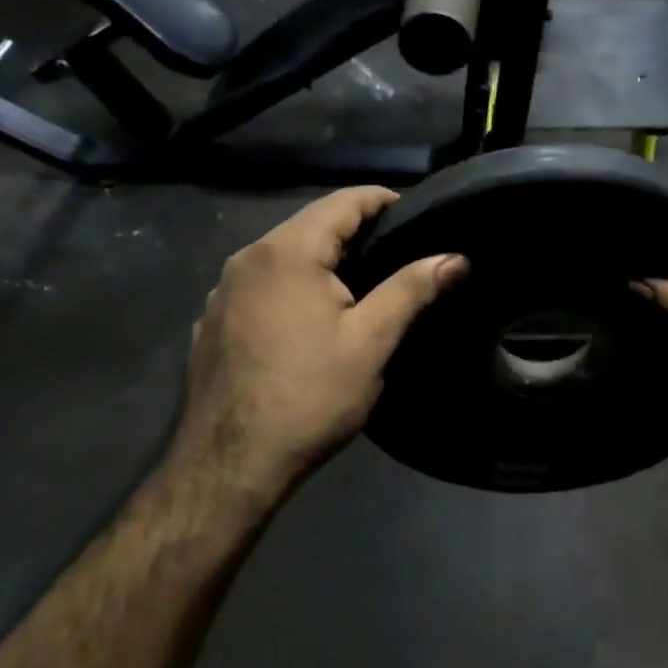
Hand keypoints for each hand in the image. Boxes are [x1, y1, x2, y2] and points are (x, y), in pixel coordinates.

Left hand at [173, 188, 466, 506]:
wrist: (229, 465)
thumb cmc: (309, 397)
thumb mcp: (371, 342)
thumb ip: (412, 289)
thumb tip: (455, 257)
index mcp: (288, 252)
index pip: (343, 202)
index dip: (383, 201)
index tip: (416, 216)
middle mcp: (247, 258)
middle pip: (311, 225)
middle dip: (355, 231)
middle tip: (397, 252)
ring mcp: (223, 290)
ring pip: (283, 255)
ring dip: (322, 259)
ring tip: (361, 284)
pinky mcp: (212, 320)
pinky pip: (261, 284)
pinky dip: (292, 286)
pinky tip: (309, 319)